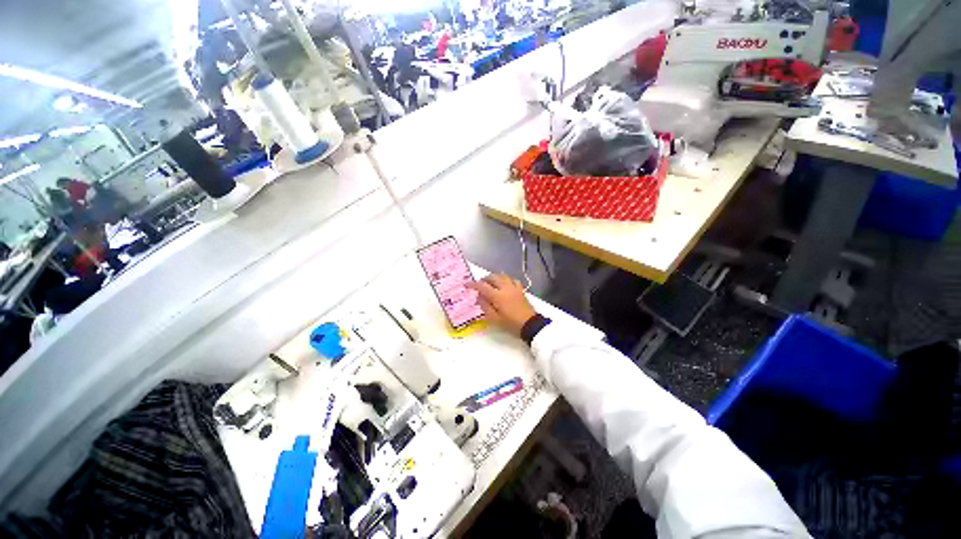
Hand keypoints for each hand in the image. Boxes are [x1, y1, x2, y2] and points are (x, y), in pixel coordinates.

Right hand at [468, 273, 536, 336]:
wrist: (530, 324)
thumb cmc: (510, 323)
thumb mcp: (494, 319)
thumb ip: (485, 306)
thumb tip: (479, 297)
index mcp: (497, 296)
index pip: (482, 286)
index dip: (473, 284)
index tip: (467, 285)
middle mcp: (505, 288)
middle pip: (493, 277)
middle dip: (484, 279)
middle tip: (479, 284)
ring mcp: (514, 287)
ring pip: (502, 276)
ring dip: (494, 277)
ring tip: (490, 282)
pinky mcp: (520, 289)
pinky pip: (512, 280)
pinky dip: (506, 279)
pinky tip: (505, 284)